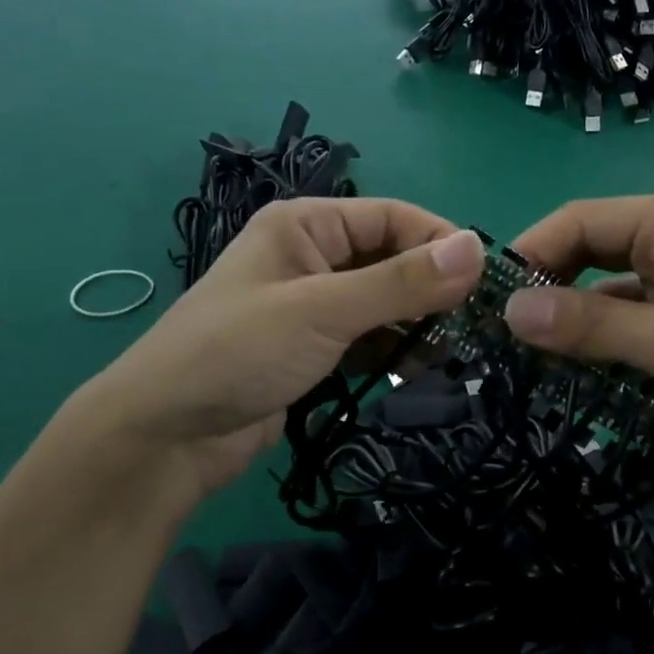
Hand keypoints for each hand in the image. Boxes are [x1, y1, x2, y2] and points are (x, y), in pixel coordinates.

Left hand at [76, 199, 484, 505]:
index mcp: (305, 225)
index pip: (391, 217)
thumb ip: (401, 282)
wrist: (166, 436)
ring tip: (454, 351)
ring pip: (383, 302)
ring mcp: (311, 306)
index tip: (487, 279)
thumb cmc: (239, 352)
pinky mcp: (312, 349)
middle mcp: (311, 256)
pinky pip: (367, 338)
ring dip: (417, 323)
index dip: (440, 241)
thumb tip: (477, 249)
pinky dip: (393, 350)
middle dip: (431, 288)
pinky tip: (419, 369)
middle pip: (390, 259)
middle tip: (477, 323)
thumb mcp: (324, 310)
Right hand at [504, 192, 653, 464]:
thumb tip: (510, 311)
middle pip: (593, 251)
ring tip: (537, 362)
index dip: (530, 256)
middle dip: (551, 291)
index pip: (579, 221)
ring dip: (580, 322)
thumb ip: (590, 326)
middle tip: (508, 339)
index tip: (490, 306)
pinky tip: (589, 373)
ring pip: (613, 288)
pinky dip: (613, 339)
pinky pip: (640, 314)